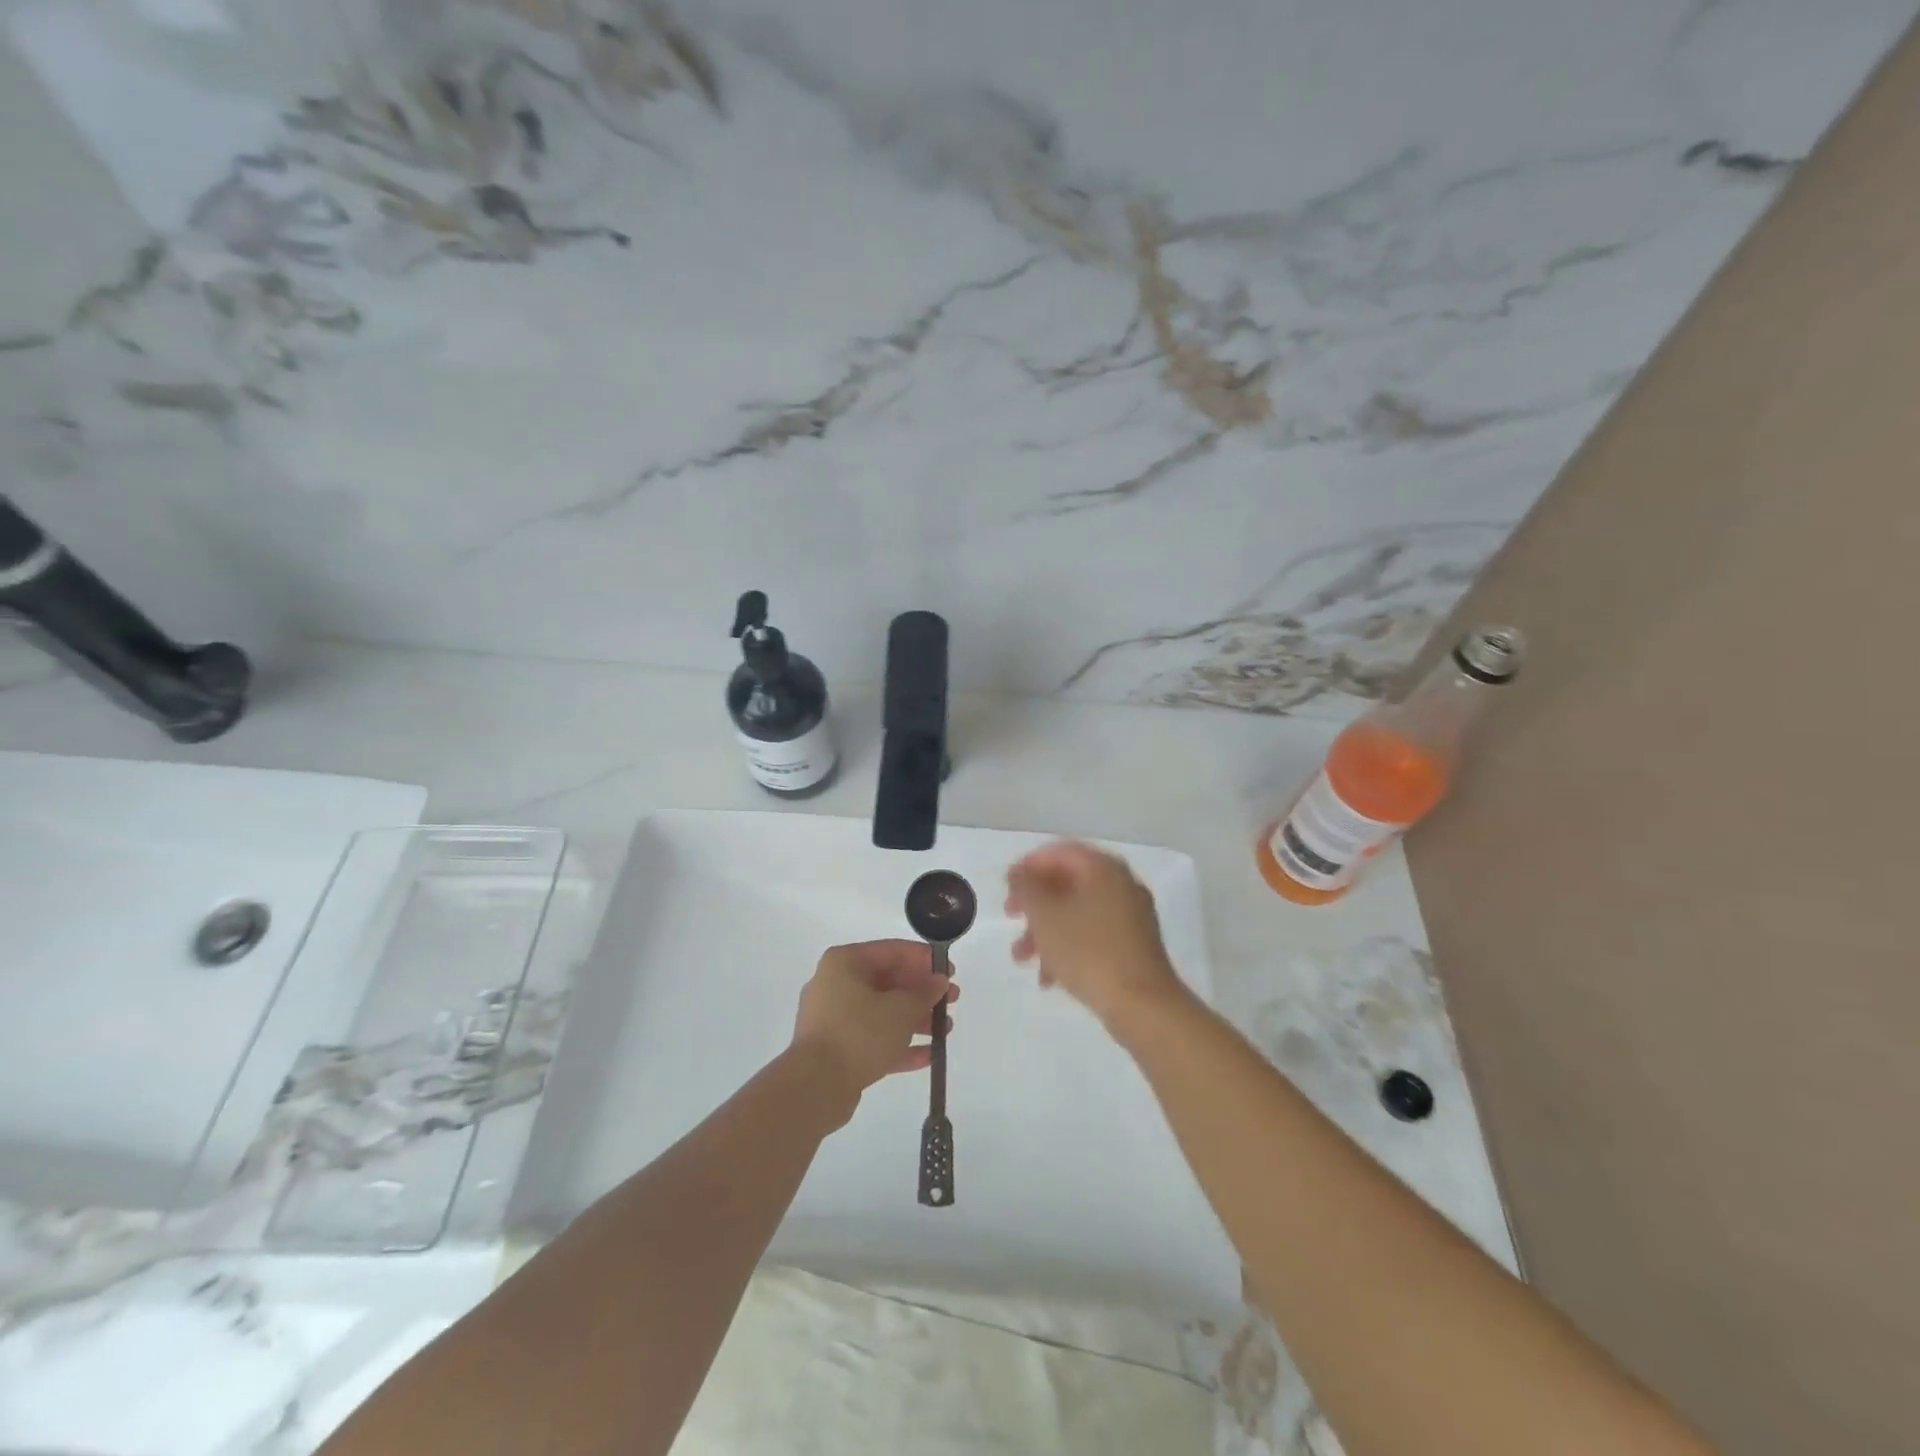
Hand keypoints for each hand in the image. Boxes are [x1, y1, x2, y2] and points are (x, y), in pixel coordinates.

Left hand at [791, 940, 958, 1113]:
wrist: (815, 1087)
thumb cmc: (859, 1033)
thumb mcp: (900, 1009)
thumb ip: (924, 993)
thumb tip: (939, 982)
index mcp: (845, 962)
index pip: (892, 951)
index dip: (924, 960)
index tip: (950, 972)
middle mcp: (836, 984)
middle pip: (888, 981)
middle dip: (922, 993)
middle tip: (951, 1002)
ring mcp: (834, 1018)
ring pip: (882, 1012)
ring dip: (915, 1020)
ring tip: (945, 1031)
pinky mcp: (836, 1049)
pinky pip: (873, 1039)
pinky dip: (899, 1044)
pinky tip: (928, 1055)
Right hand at [1006, 841, 1187, 1032]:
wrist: (1143, 1005)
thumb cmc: (1089, 952)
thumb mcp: (1045, 916)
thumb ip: (1026, 888)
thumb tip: (1019, 874)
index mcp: (1103, 868)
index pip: (1059, 852)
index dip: (1027, 865)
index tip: (1005, 887)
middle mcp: (1121, 884)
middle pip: (1067, 882)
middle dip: (1034, 902)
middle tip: (1010, 916)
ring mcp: (1131, 916)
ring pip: (1077, 912)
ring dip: (1046, 930)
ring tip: (1022, 958)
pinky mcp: (1134, 946)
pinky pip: (1093, 935)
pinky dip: (1068, 947)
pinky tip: (1049, 978)